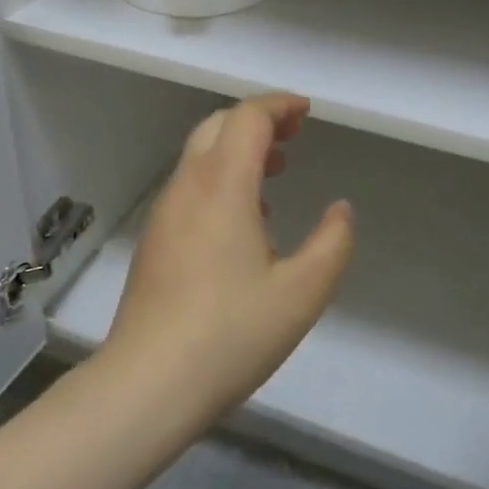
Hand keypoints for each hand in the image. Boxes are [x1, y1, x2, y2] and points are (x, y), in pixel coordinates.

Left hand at [99, 93, 354, 438]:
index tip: (306, 112)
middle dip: (258, 120)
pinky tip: (246, 219)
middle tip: (294, 136)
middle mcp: (188, 186)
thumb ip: (333, 243)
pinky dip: (221, 177)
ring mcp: (165, 212)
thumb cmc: (231, 334)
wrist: (148, 382)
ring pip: (200, 155)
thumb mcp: (302, 293)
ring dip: (238, 149)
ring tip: (276, 171)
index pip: (248, 117)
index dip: (279, 105)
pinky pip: (190, 185)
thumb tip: (341, 209)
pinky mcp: (154, 239)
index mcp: (223, 186)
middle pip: (218, 125)